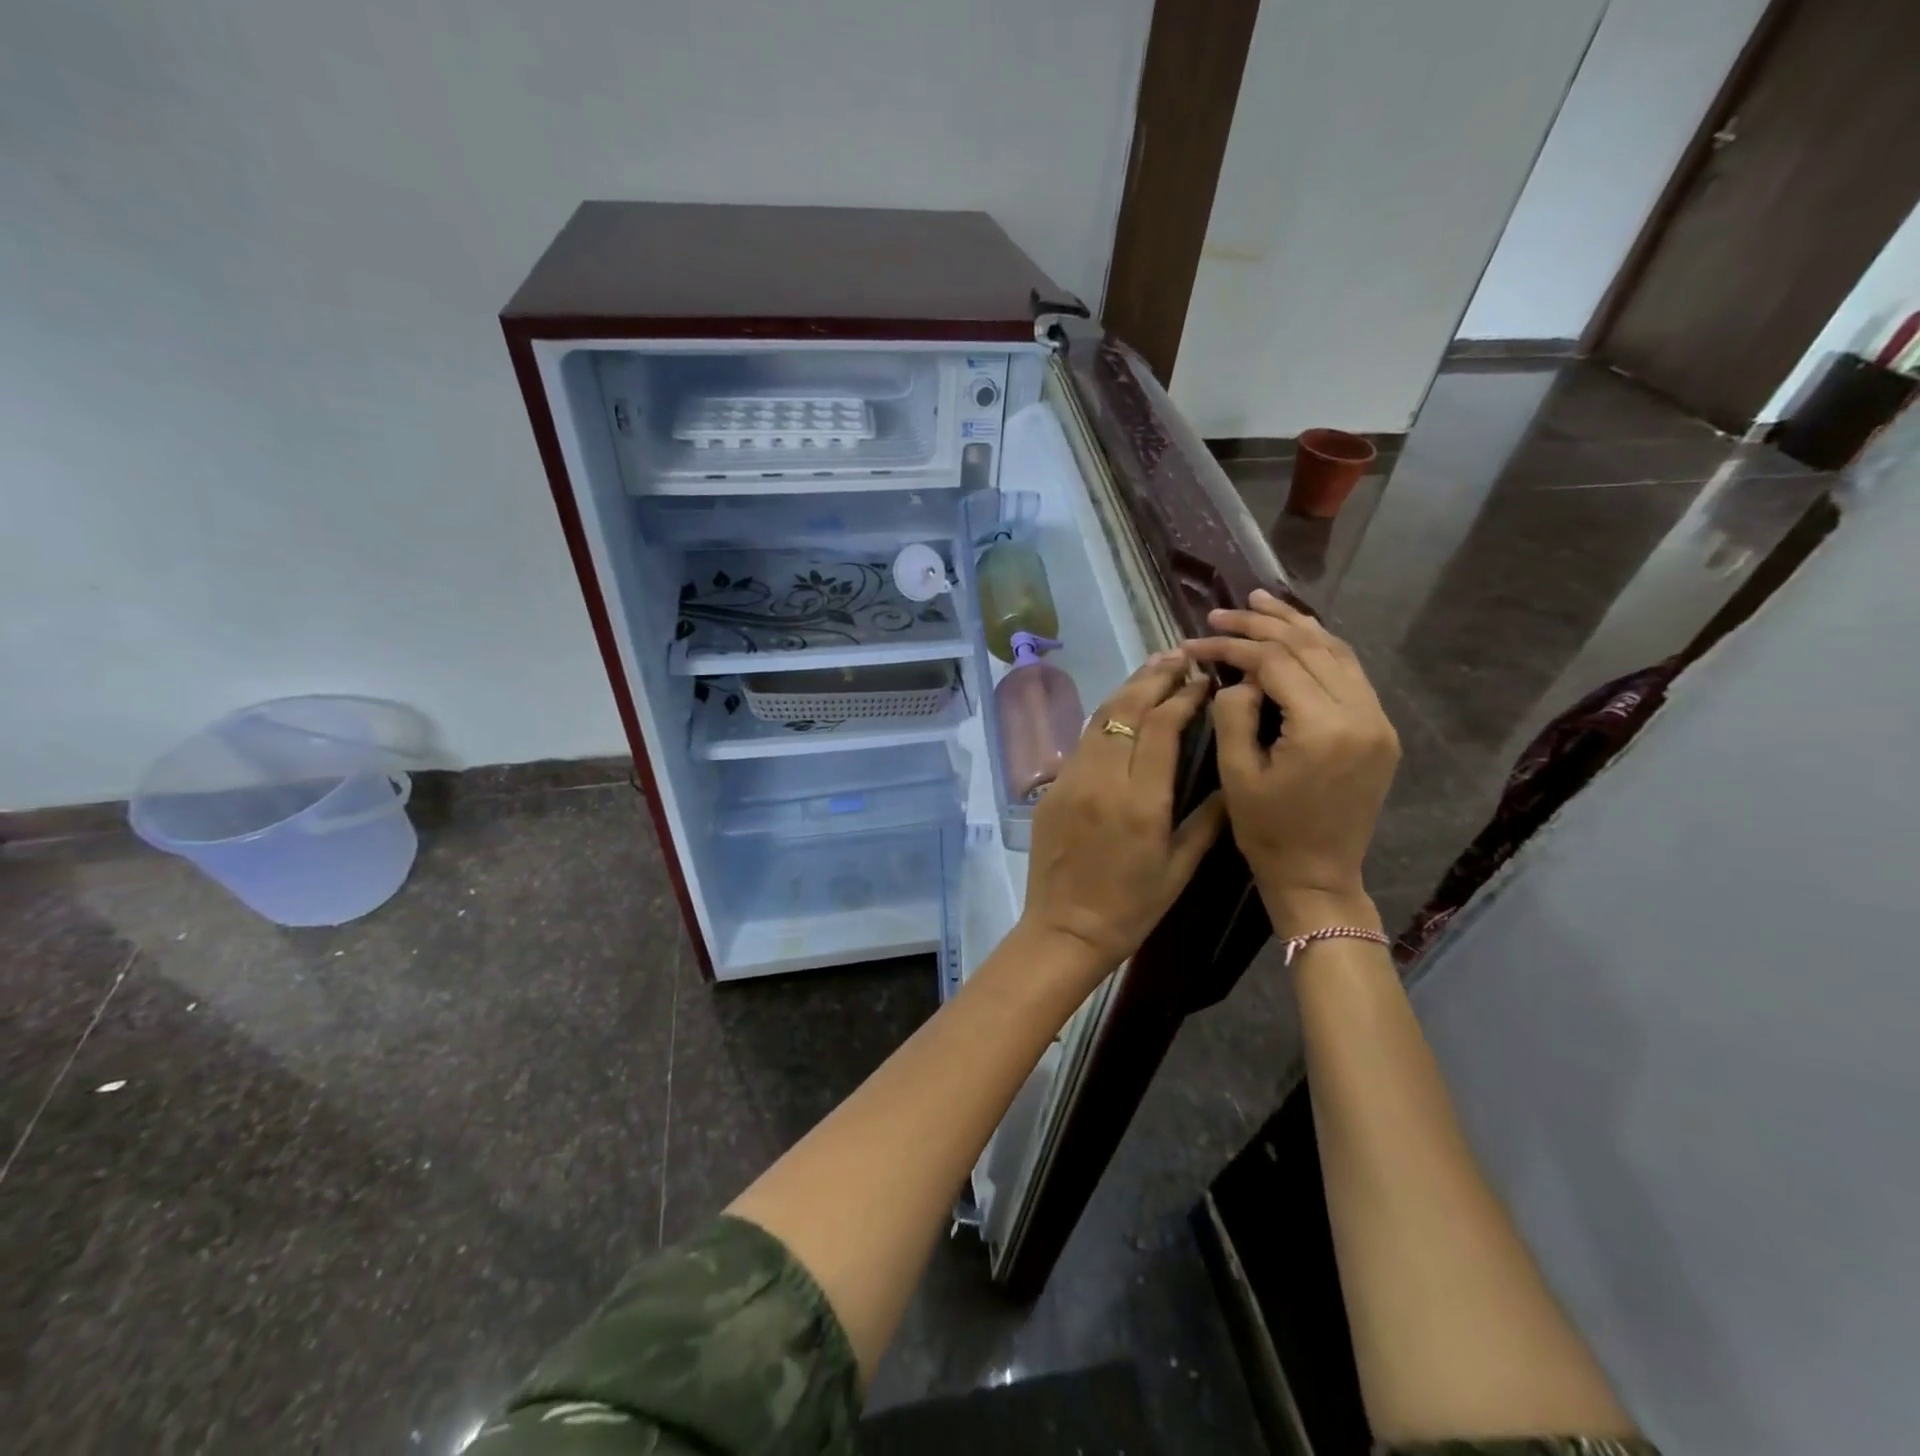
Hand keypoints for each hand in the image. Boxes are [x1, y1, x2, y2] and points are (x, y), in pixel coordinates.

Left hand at [1018, 651, 1227, 983]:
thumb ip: (1208, 818)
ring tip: (1154, 668)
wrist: (1065, 929)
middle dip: (1154, 677)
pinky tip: (1122, 708)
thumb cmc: (1131, 907)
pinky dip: (1106, 715)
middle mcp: (1102, 780)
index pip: (1161, 726)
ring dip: (1128, 689)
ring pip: (1100, 718)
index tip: (1205, 681)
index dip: (1184, 696)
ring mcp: (1071, 780)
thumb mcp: (1180, 867)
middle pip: (1126, 709)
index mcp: (1140, 801)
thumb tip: (1230, 776)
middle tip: (1179, 656)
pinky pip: (1083, 740)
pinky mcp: (1053, 787)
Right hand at [1185, 591, 1399, 937]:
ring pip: (1337, 652)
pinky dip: (1320, 648)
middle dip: (1262, 625)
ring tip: (1260, 603)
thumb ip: (1233, 713)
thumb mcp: (1236, 773)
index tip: (1196, 641)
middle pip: (1310, 647)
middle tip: (1223, 611)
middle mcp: (1361, 714)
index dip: (1232, 646)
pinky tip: (1296, 635)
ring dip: (1296, 625)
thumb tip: (1239, 676)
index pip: (1275, 663)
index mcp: (1323, 728)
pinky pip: (1349, 673)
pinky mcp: (1379, 729)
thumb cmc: (1268, 831)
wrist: (1319, 876)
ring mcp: (1377, 720)